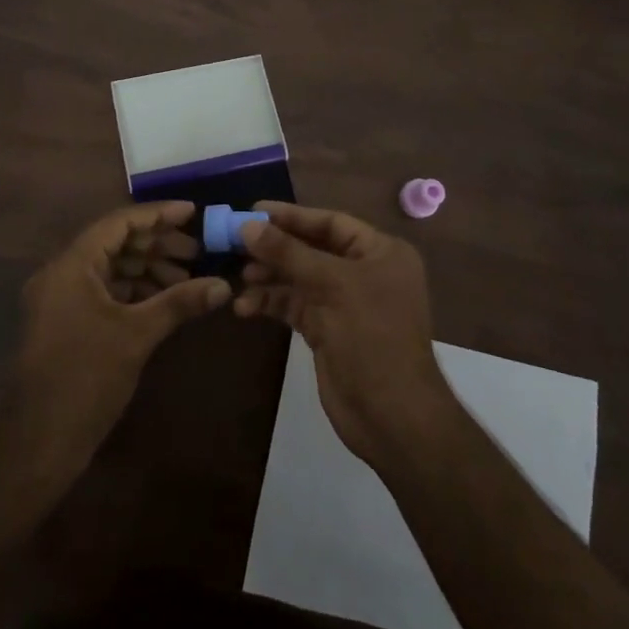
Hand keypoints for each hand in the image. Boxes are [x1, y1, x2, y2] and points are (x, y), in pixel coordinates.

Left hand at [0, 201, 229, 476]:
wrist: (38, 445)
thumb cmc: (86, 379)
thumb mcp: (137, 335)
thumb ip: (179, 302)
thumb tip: (222, 285)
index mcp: (72, 265)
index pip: (119, 223)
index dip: (158, 215)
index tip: (193, 213)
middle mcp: (62, 274)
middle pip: (115, 243)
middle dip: (157, 245)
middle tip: (197, 252)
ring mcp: (62, 300)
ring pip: (111, 268)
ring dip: (148, 269)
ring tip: (187, 277)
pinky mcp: (67, 323)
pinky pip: (104, 291)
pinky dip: (134, 290)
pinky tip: (164, 299)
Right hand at [233, 202, 456, 467]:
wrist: (393, 417)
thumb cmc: (373, 337)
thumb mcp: (332, 286)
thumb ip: (289, 253)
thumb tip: (247, 225)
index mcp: (380, 252)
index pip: (330, 223)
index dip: (292, 216)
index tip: (252, 211)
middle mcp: (364, 272)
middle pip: (311, 249)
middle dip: (275, 248)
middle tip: (235, 242)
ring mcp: (345, 303)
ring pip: (299, 278)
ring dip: (269, 276)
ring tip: (238, 275)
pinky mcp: (327, 330)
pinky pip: (295, 306)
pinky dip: (271, 303)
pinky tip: (245, 306)